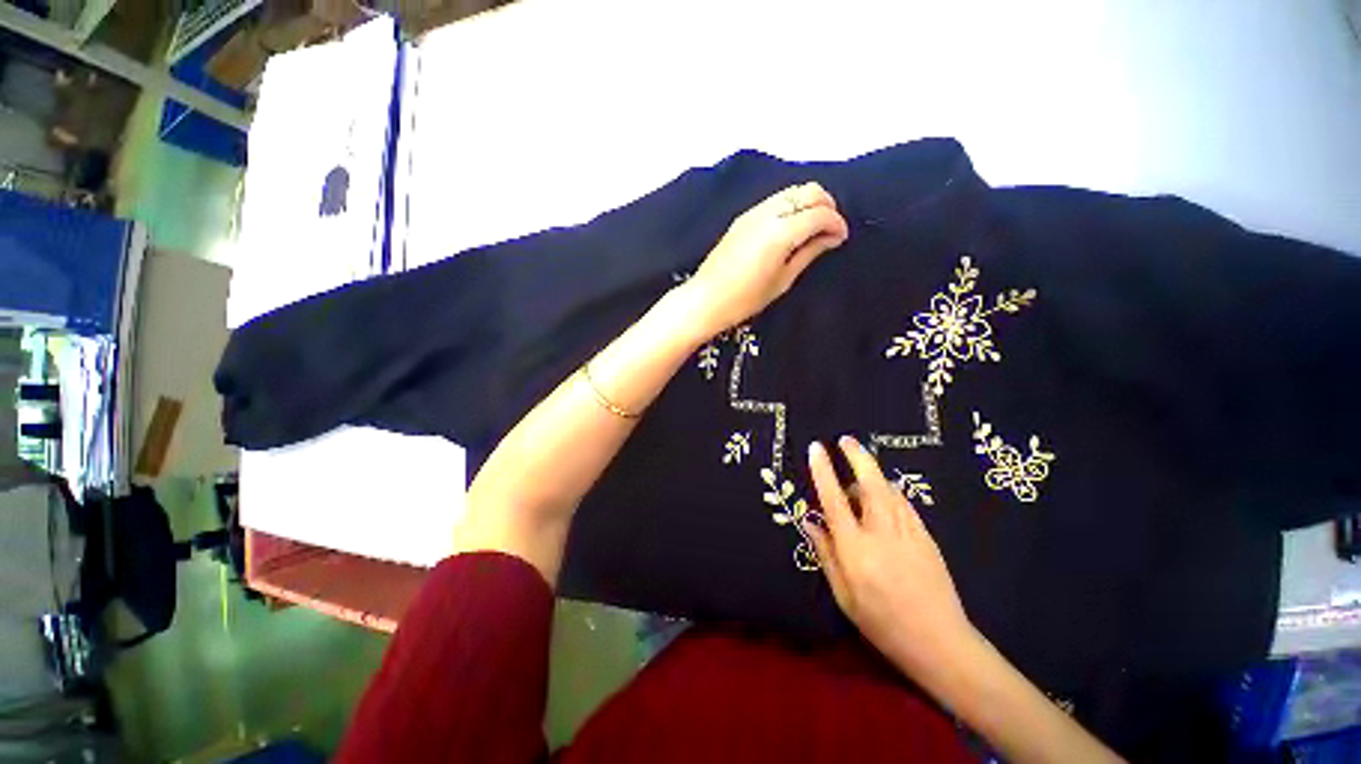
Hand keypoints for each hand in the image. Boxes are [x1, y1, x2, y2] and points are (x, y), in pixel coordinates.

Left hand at [687, 183, 848, 335]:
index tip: (841, 238)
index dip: (837, 223)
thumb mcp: (783, 280)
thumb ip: (809, 252)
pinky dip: (791, 206)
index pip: (820, 213)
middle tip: (830, 230)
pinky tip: (791, 227)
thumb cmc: (746, 299)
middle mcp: (768, 213)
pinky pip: (775, 200)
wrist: (706, 299)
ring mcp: (753, 212)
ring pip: (792, 191)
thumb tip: (831, 237)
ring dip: (808, 203)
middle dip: (827, 205)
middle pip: (809, 191)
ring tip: (812, 229)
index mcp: (781, 231)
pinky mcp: (743, 217)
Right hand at [804, 437, 977, 676]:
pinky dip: (891, 492)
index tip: (817, 448)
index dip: (823, 471)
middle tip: (846, 439)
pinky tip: (885, 496)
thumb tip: (810, 522)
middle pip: (870, 484)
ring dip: (873, 473)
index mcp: (856, 551)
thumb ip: (826, 554)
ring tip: (860, 472)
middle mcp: (881, 534)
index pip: (834, 500)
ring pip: (889, 490)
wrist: (940, 643)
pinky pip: (904, 503)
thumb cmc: (882, 624)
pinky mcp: (926, 537)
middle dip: (857, 456)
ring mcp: (909, 533)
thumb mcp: (844, 595)